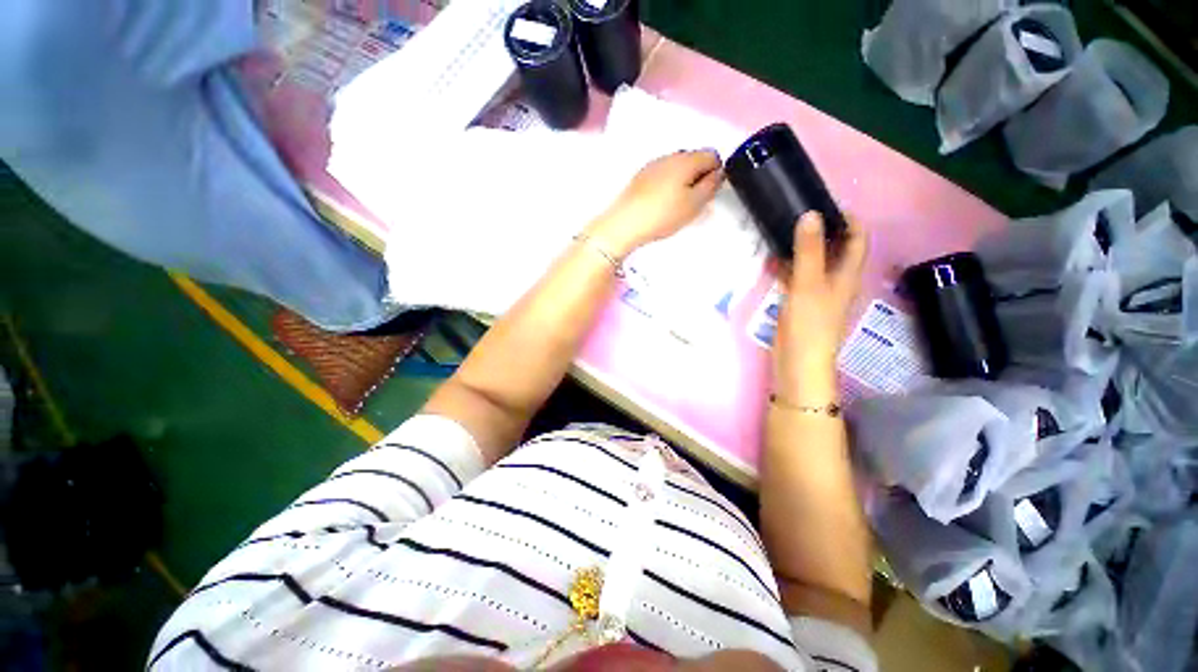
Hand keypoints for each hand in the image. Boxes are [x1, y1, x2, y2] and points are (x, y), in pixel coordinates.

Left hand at [585, 150, 724, 257]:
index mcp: (687, 159)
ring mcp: (653, 165)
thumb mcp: (695, 204)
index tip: (708, 194)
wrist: (625, 223)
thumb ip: (711, 186)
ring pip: (677, 168)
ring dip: (683, 182)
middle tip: (693, 203)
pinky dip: (667, 186)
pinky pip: (662, 175)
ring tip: (676, 206)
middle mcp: (670, 156)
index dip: (716, 174)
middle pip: (694, 159)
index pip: (713, 155)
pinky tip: (661, 204)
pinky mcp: (640, 177)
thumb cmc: (663, 214)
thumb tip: (718, 173)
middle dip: (699, 177)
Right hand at [774, 212, 867, 403]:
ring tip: (781, 231)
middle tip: (796, 214)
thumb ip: (809, 250)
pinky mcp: (800, 303)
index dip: (848, 219)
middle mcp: (836, 280)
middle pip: (834, 248)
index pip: (857, 238)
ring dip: (800, 248)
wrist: (798, 362)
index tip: (826, 203)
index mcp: (847, 274)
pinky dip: (786, 267)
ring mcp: (817, 292)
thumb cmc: (810, 323)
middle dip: (820, 231)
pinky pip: (796, 278)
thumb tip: (811, 214)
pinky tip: (771, 261)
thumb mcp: (809, 283)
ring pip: (812, 263)